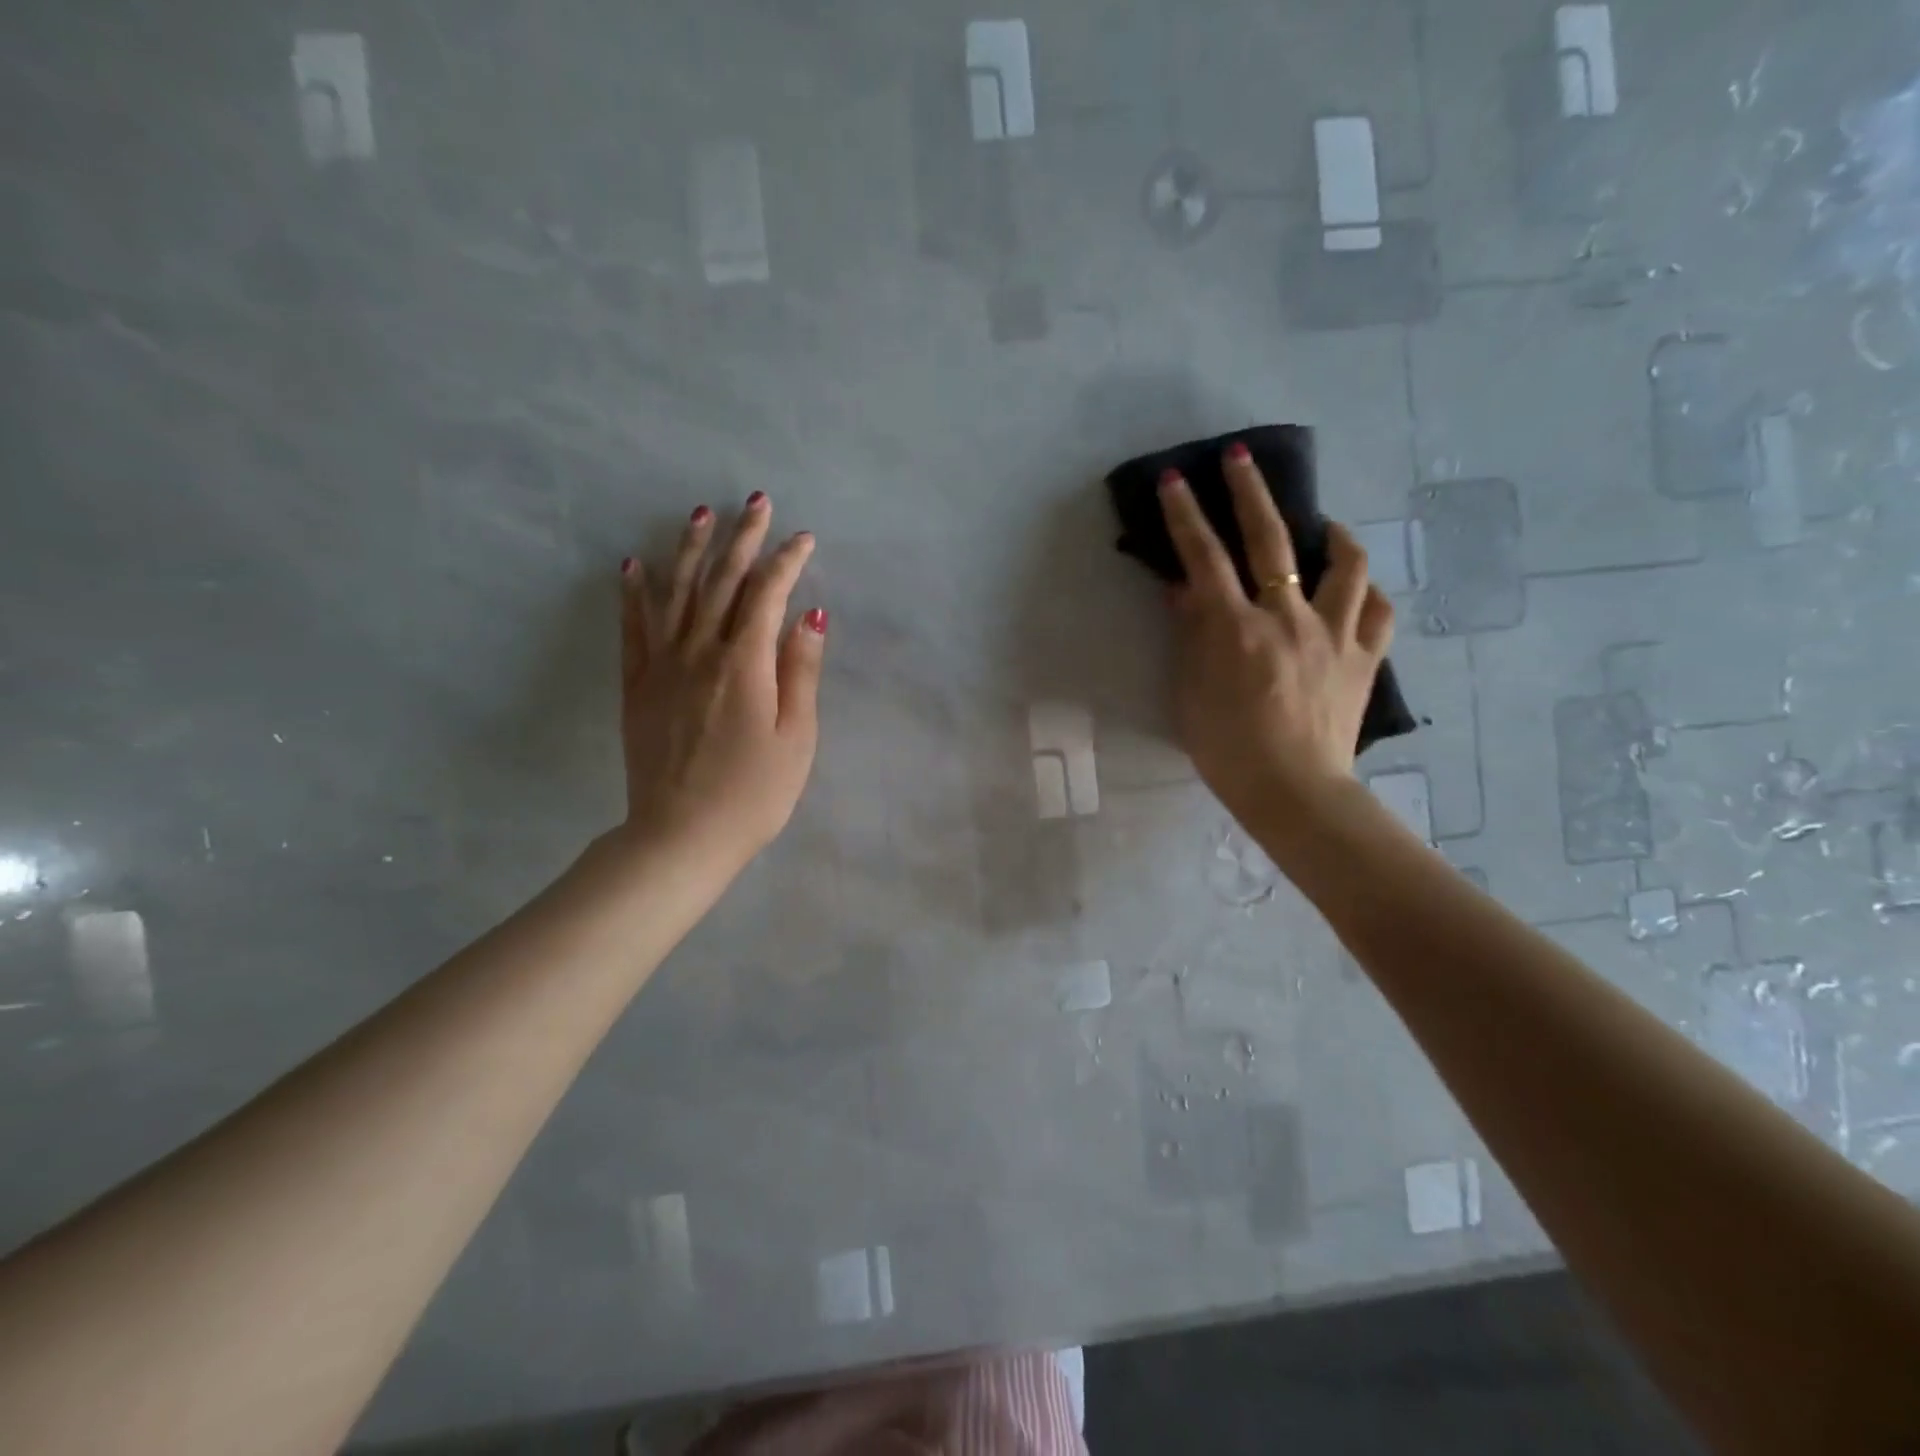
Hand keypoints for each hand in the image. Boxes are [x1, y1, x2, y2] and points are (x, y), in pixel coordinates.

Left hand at [617, 493, 825, 871]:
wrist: (681, 836)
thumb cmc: (754, 794)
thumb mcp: (796, 738)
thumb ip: (801, 672)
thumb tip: (811, 615)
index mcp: (745, 664)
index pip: (767, 595)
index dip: (787, 562)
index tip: (804, 540)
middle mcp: (700, 652)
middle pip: (721, 582)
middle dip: (741, 539)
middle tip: (755, 502)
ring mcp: (662, 667)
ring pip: (676, 594)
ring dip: (689, 550)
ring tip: (698, 514)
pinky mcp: (637, 687)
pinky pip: (634, 629)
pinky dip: (634, 594)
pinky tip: (634, 565)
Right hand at [1159, 443, 1393, 838]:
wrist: (1293, 792)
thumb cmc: (1227, 750)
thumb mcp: (1190, 694)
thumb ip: (1190, 637)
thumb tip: (1184, 591)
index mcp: (1235, 629)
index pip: (1204, 557)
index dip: (1186, 515)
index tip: (1175, 479)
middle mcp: (1286, 617)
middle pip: (1270, 540)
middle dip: (1250, 492)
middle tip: (1240, 459)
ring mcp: (1333, 634)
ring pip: (1344, 564)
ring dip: (1332, 534)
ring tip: (1323, 526)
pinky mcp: (1365, 658)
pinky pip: (1377, 611)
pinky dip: (1364, 594)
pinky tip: (1354, 591)